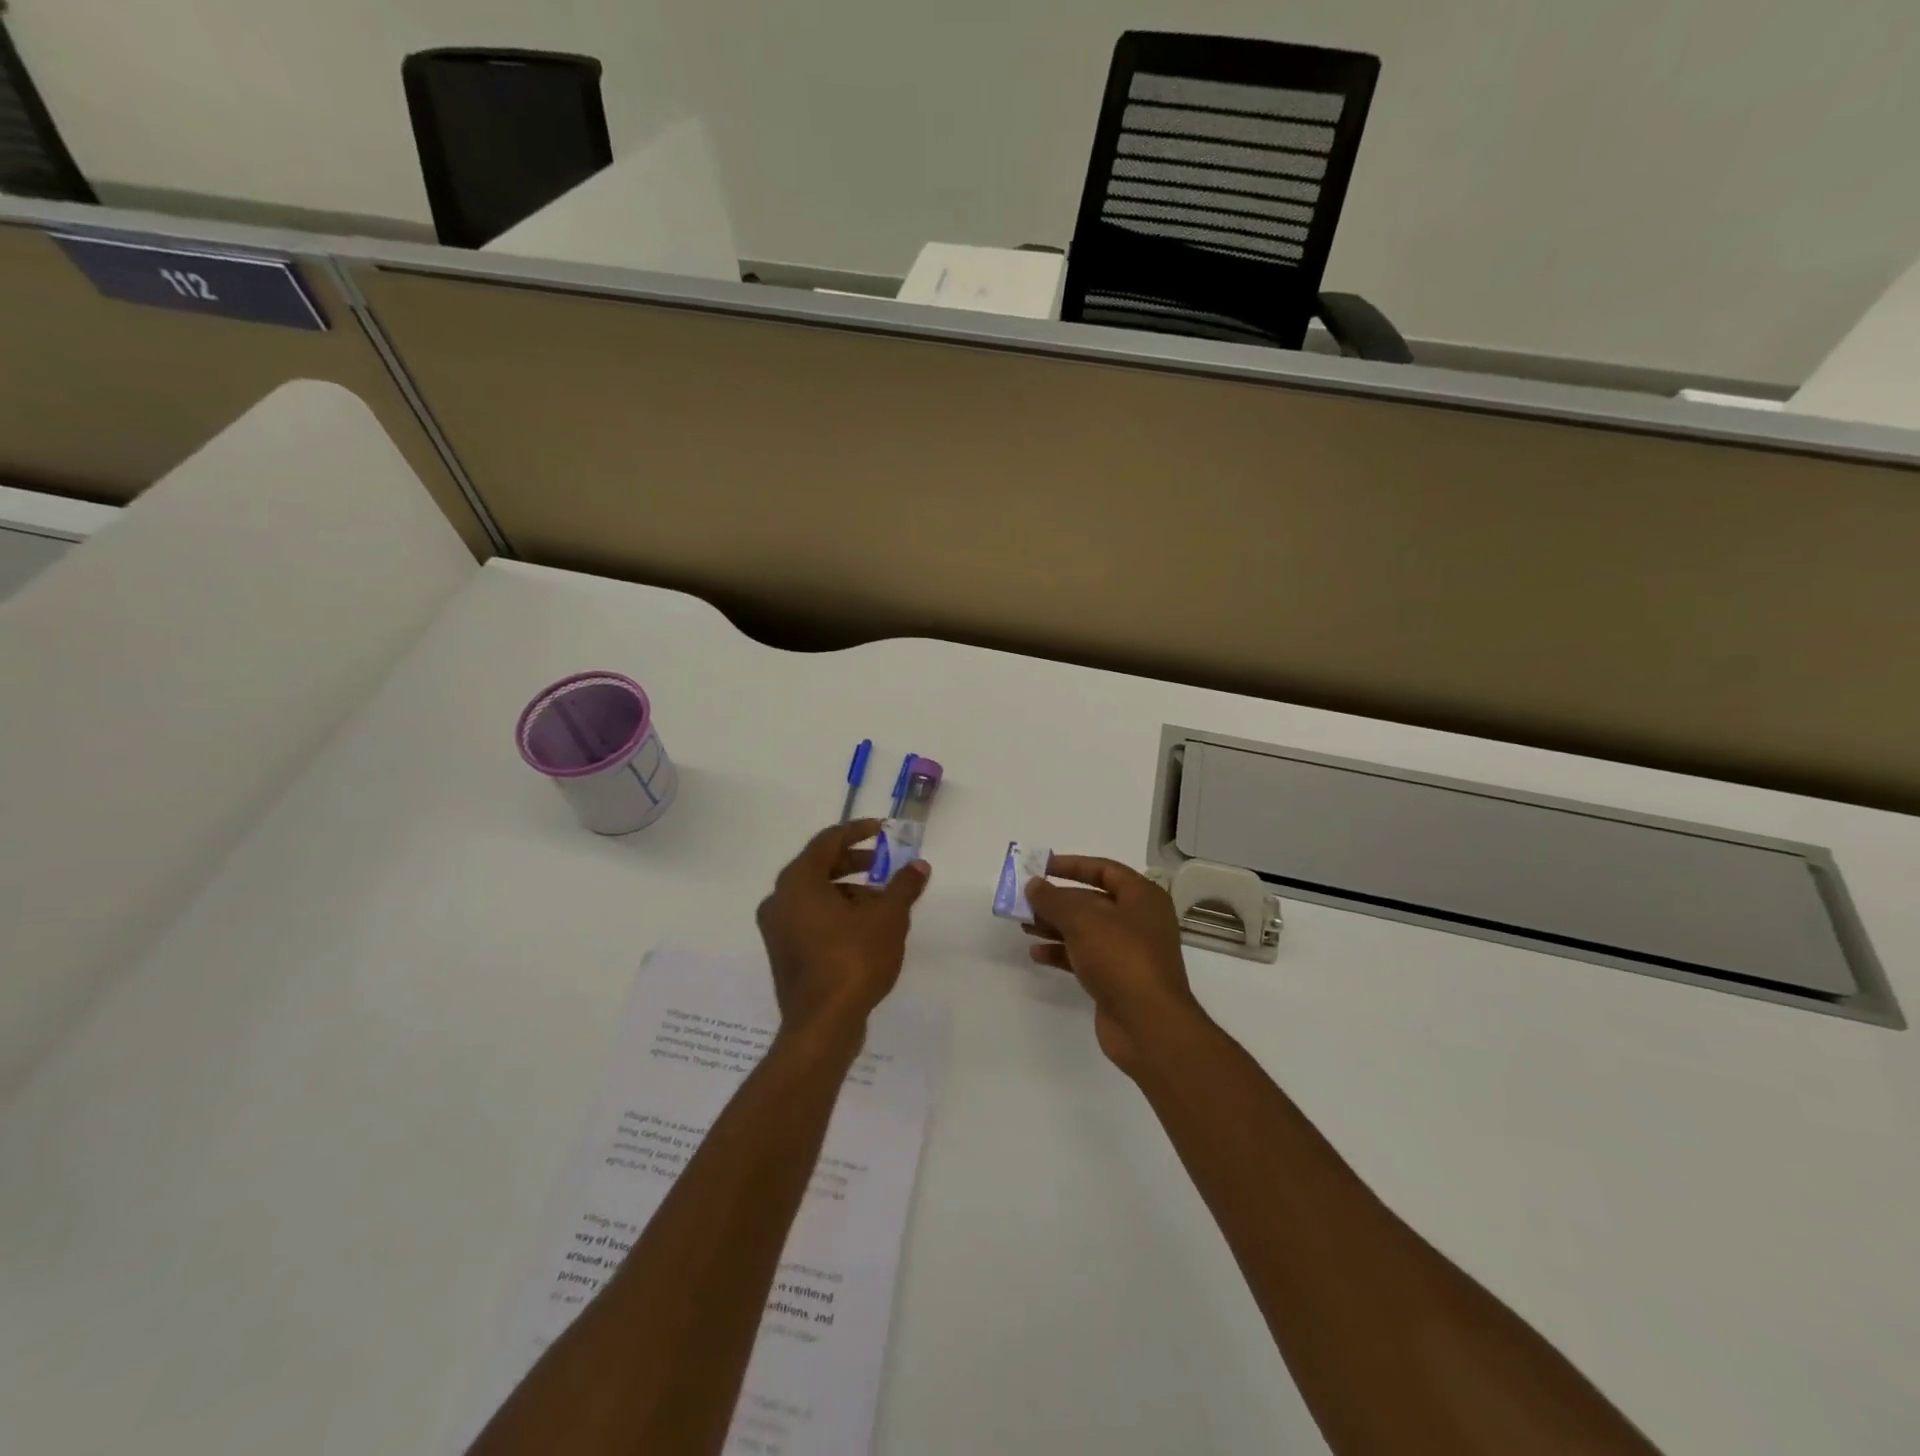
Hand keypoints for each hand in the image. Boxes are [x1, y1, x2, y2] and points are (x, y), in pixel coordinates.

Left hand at [756, 820, 929, 1039]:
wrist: (822, 1025)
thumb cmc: (853, 960)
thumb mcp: (888, 917)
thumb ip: (903, 886)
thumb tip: (919, 866)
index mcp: (798, 881)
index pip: (828, 841)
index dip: (858, 831)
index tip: (883, 830)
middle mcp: (780, 899)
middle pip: (820, 867)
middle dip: (855, 863)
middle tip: (885, 864)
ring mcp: (778, 929)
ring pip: (816, 896)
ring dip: (849, 892)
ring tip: (884, 903)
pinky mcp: (784, 953)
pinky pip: (811, 919)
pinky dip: (837, 913)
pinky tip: (867, 928)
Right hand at [1024, 856, 1205, 1075]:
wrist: (1148, 1024)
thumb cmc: (1121, 957)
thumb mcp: (1083, 920)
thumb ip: (1053, 899)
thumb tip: (1033, 885)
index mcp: (1142, 897)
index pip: (1104, 870)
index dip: (1072, 865)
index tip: (1041, 867)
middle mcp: (1138, 920)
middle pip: (1092, 901)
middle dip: (1057, 900)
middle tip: (1025, 901)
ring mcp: (1128, 952)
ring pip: (1086, 930)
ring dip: (1055, 926)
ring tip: (1024, 925)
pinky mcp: (1116, 979)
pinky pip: (1084, 957)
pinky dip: (1062, 953)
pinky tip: (1036, 954)